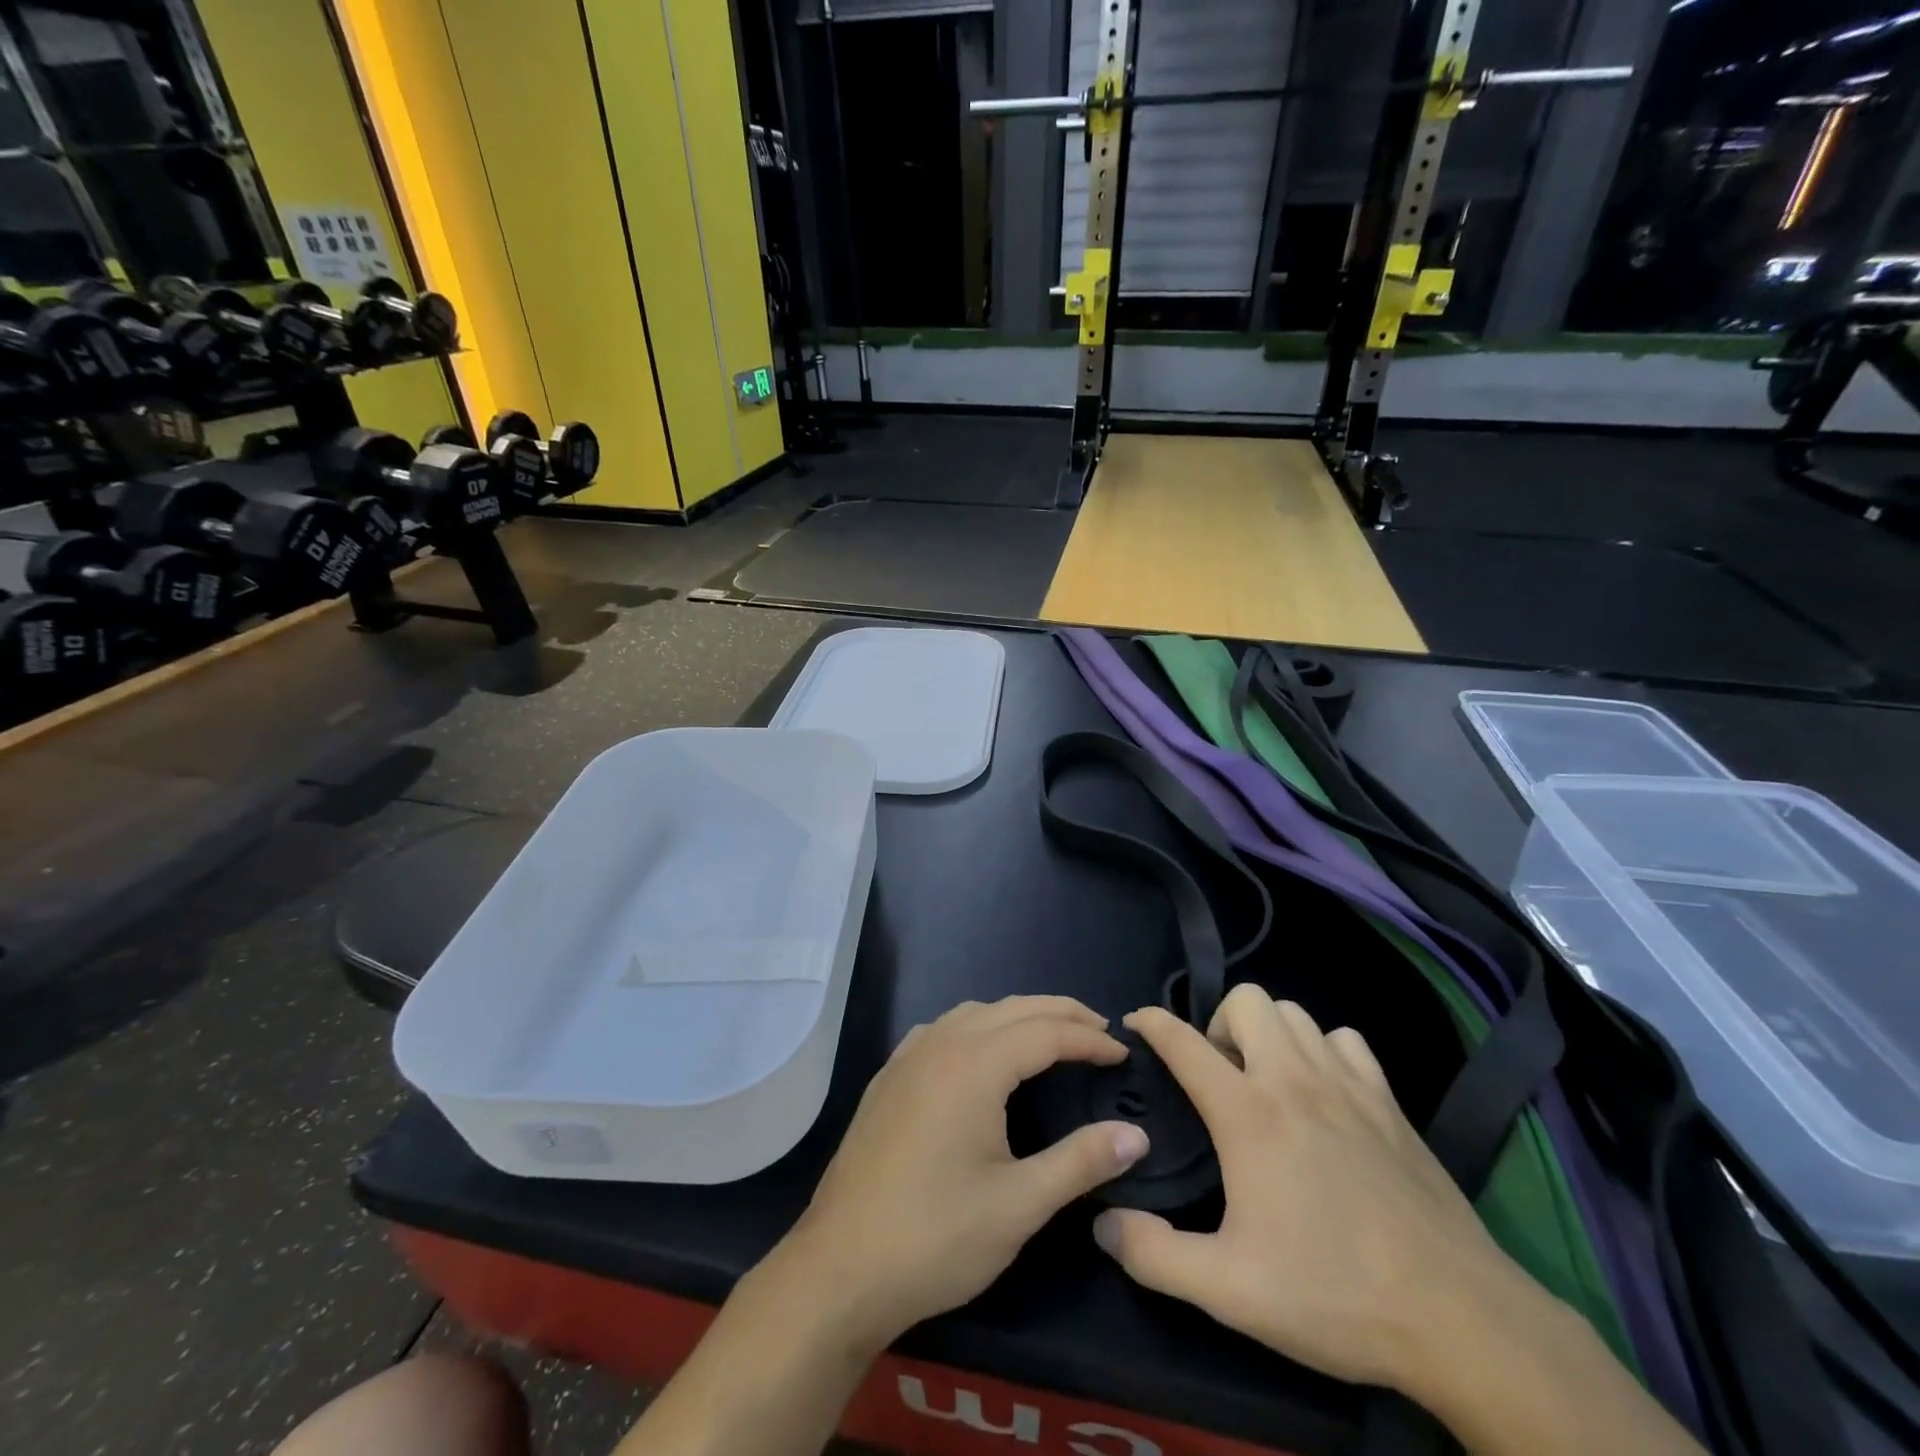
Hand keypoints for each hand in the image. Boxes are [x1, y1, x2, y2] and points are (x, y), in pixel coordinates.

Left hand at [780, 996, 1148, 1351]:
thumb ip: (1080, 1162)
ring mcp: (908, 1057)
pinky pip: (943, 1029)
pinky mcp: (888, 1077)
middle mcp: (941, 1044)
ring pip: (975, 1013)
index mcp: (975, 1065)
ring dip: (1018, 1015)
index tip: (1124, 1054)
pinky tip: (982, 1053)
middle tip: (1100, 1033)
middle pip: (1012, 1009)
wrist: (840, 1267)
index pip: (1046, 1032)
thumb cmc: (935, 1236)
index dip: (1089, 1040)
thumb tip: (1136, 1135)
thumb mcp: (1019, 1205)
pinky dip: (978, 1026)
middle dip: (1060, 1013)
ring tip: (1051, 1037)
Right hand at [1090, 988, 1522, 1393]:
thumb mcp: (1229, 1291)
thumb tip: (1101, 1223)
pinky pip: (1345, 1040)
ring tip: (1266, 1081)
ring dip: (1269, 1033)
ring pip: (1295, 1012)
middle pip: (1246, 999)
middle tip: (1219, 1076)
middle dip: (1220, 1023)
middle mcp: (1293, 1079)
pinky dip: (1324, 1050)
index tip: (1134, 1024)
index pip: (1183, 1040)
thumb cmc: (1335, 1295)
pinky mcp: (1389, 1101)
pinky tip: (1324, 1094)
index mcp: (1248, 1112)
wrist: (1460, 1319)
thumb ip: (1153, 1255)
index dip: (1150, 1023)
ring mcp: (1347, 1083)